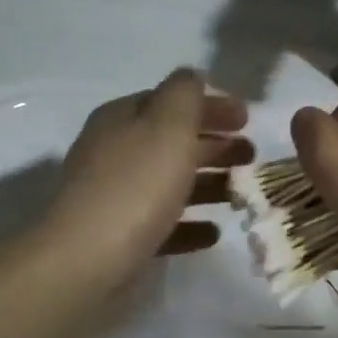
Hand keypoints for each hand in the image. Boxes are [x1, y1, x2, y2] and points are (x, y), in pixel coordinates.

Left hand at [44, 69, 250, 286]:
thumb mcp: (166, 126)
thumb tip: (191, 77)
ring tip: (241, 194)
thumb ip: (184, 95)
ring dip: (207, 184)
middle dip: (213, 145)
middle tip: (251, 155)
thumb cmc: (135, 186)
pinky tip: (213, 233)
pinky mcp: (118, 238)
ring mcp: (113, 197)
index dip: (209, 106)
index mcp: (121, 119)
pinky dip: (189, 225)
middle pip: (171, 142)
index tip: (247, 119)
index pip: (170, 101)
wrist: (86, 260)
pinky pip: (161, 224)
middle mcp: (113, 152)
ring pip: (168, 182)